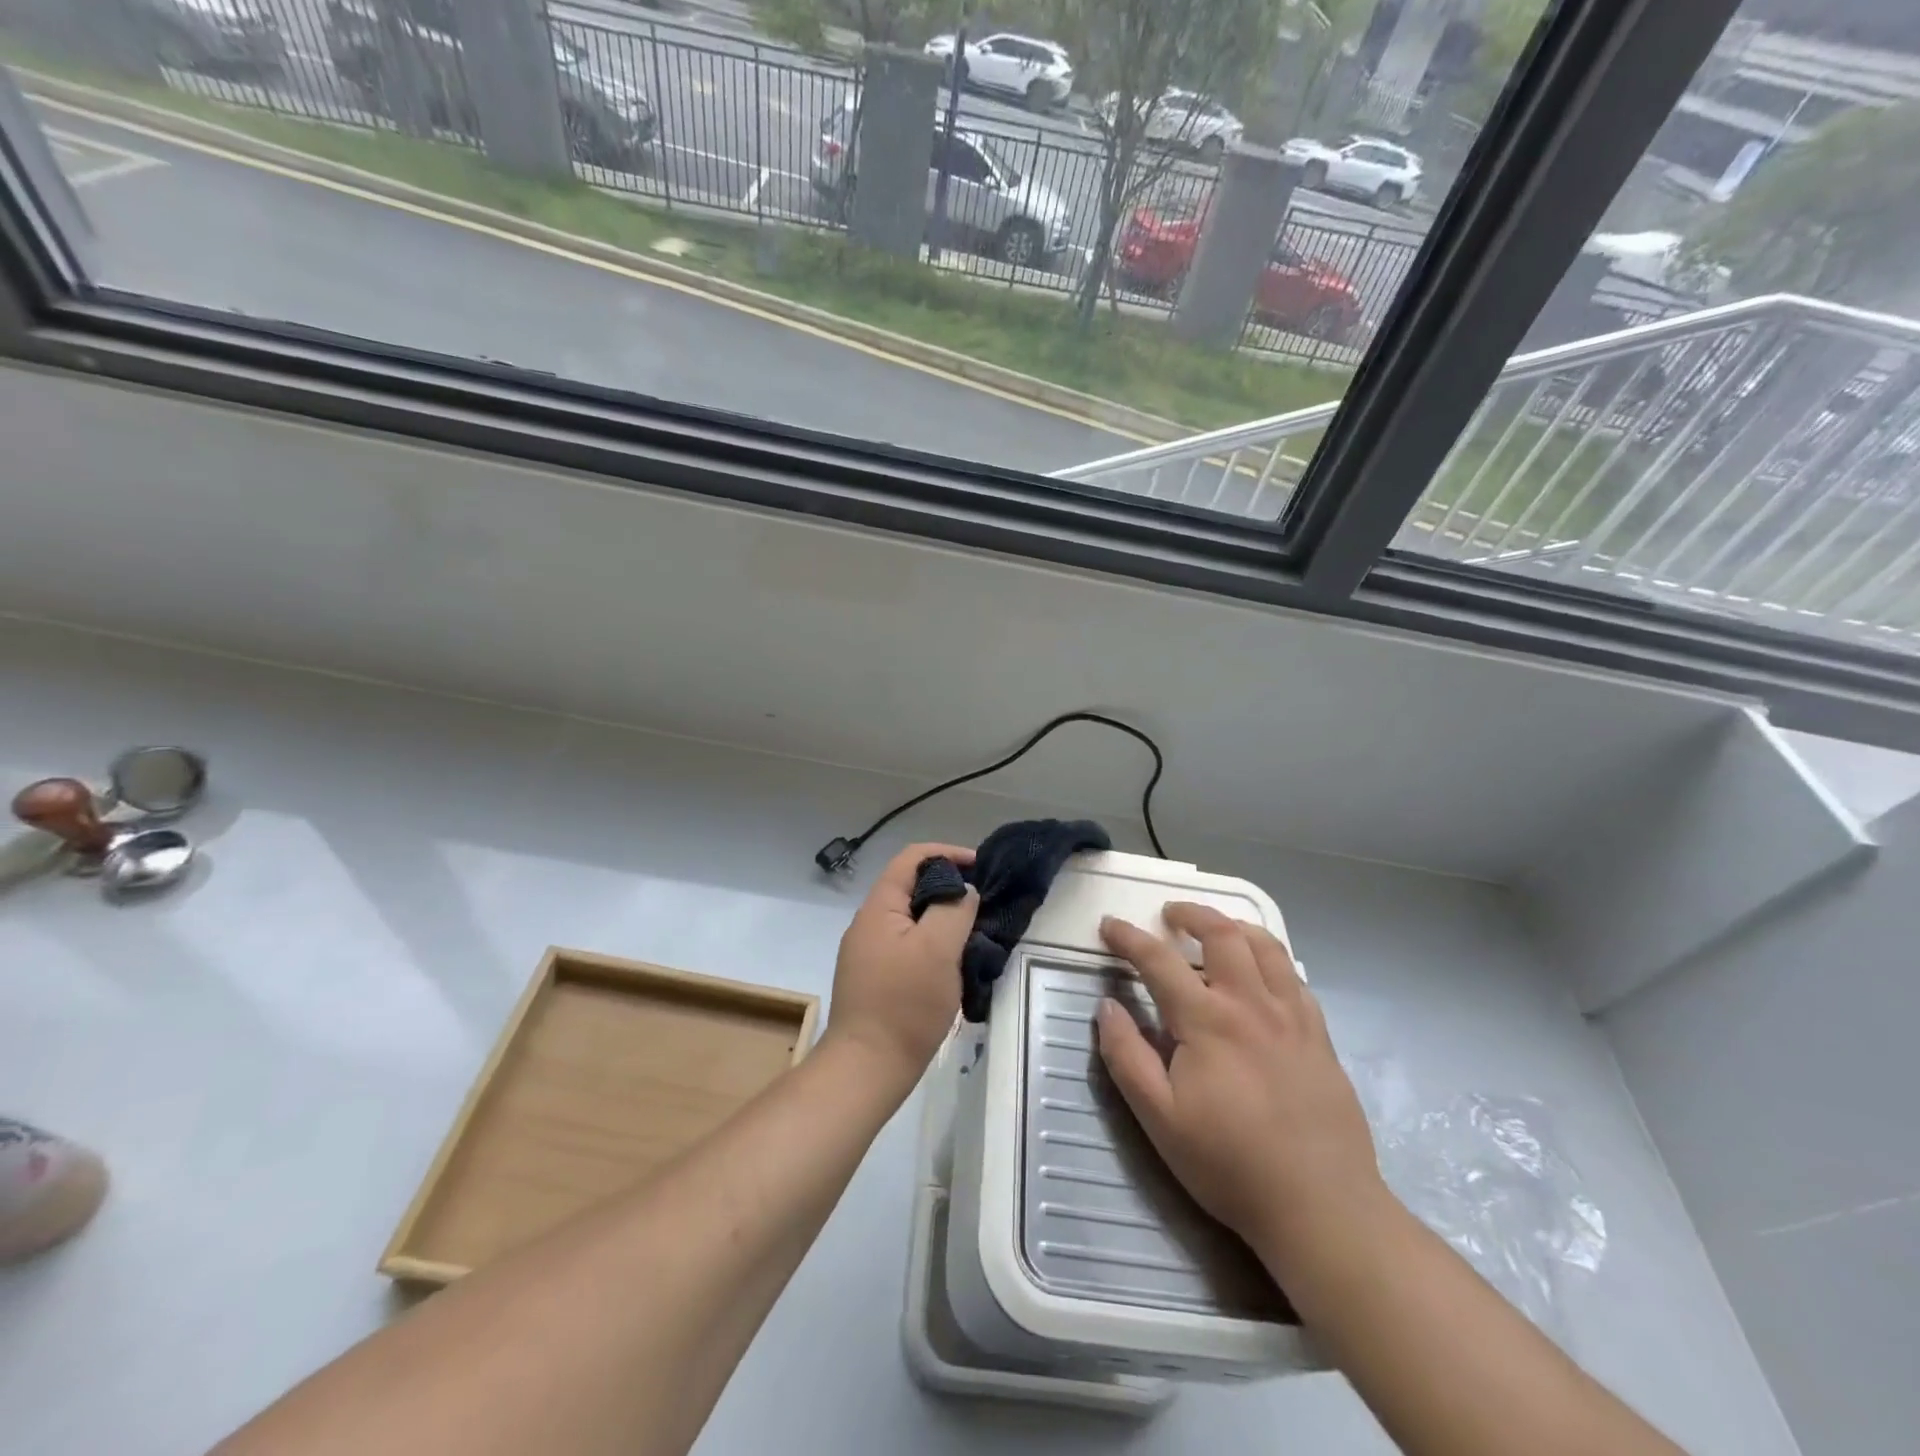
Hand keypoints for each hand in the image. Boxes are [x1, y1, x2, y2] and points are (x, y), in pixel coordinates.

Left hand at [824, 842, 977, 1094]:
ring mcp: (869, 953)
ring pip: (911, 919)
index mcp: (878, 907)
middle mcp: (868, 923)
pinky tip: (952, 963)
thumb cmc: (904, 1004)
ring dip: (942, 918)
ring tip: (973, 932)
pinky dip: (932, 943)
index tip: (980, 866)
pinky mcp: (875, 979)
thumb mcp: (938, 949)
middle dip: (948, 887)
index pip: (911, 858)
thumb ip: (954, 910)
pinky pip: (908, 945)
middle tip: (982, 903)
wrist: (867, 1068)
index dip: (947, 853)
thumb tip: (964, 892)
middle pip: (911, 887)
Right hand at [1096, 903, 1384, 1280]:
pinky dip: (1270, 959)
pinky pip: (1294, 977)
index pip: (1158, 960)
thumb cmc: (1230, 1163)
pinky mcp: (1319, 1036)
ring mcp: (1292, 1017)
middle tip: (1169, 914)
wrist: (1322, 1207)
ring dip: (1234, 926)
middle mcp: (1251, 1004)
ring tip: (1215, 929)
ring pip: (1266, 946)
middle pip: (1222, 933)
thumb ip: (1126, 1056)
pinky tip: (1260, 975)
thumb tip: (1106, 1005)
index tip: (1109, 925)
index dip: (1129, 937)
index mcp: (1207, 1020)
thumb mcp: (1159, 1118)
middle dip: (1191, 913)